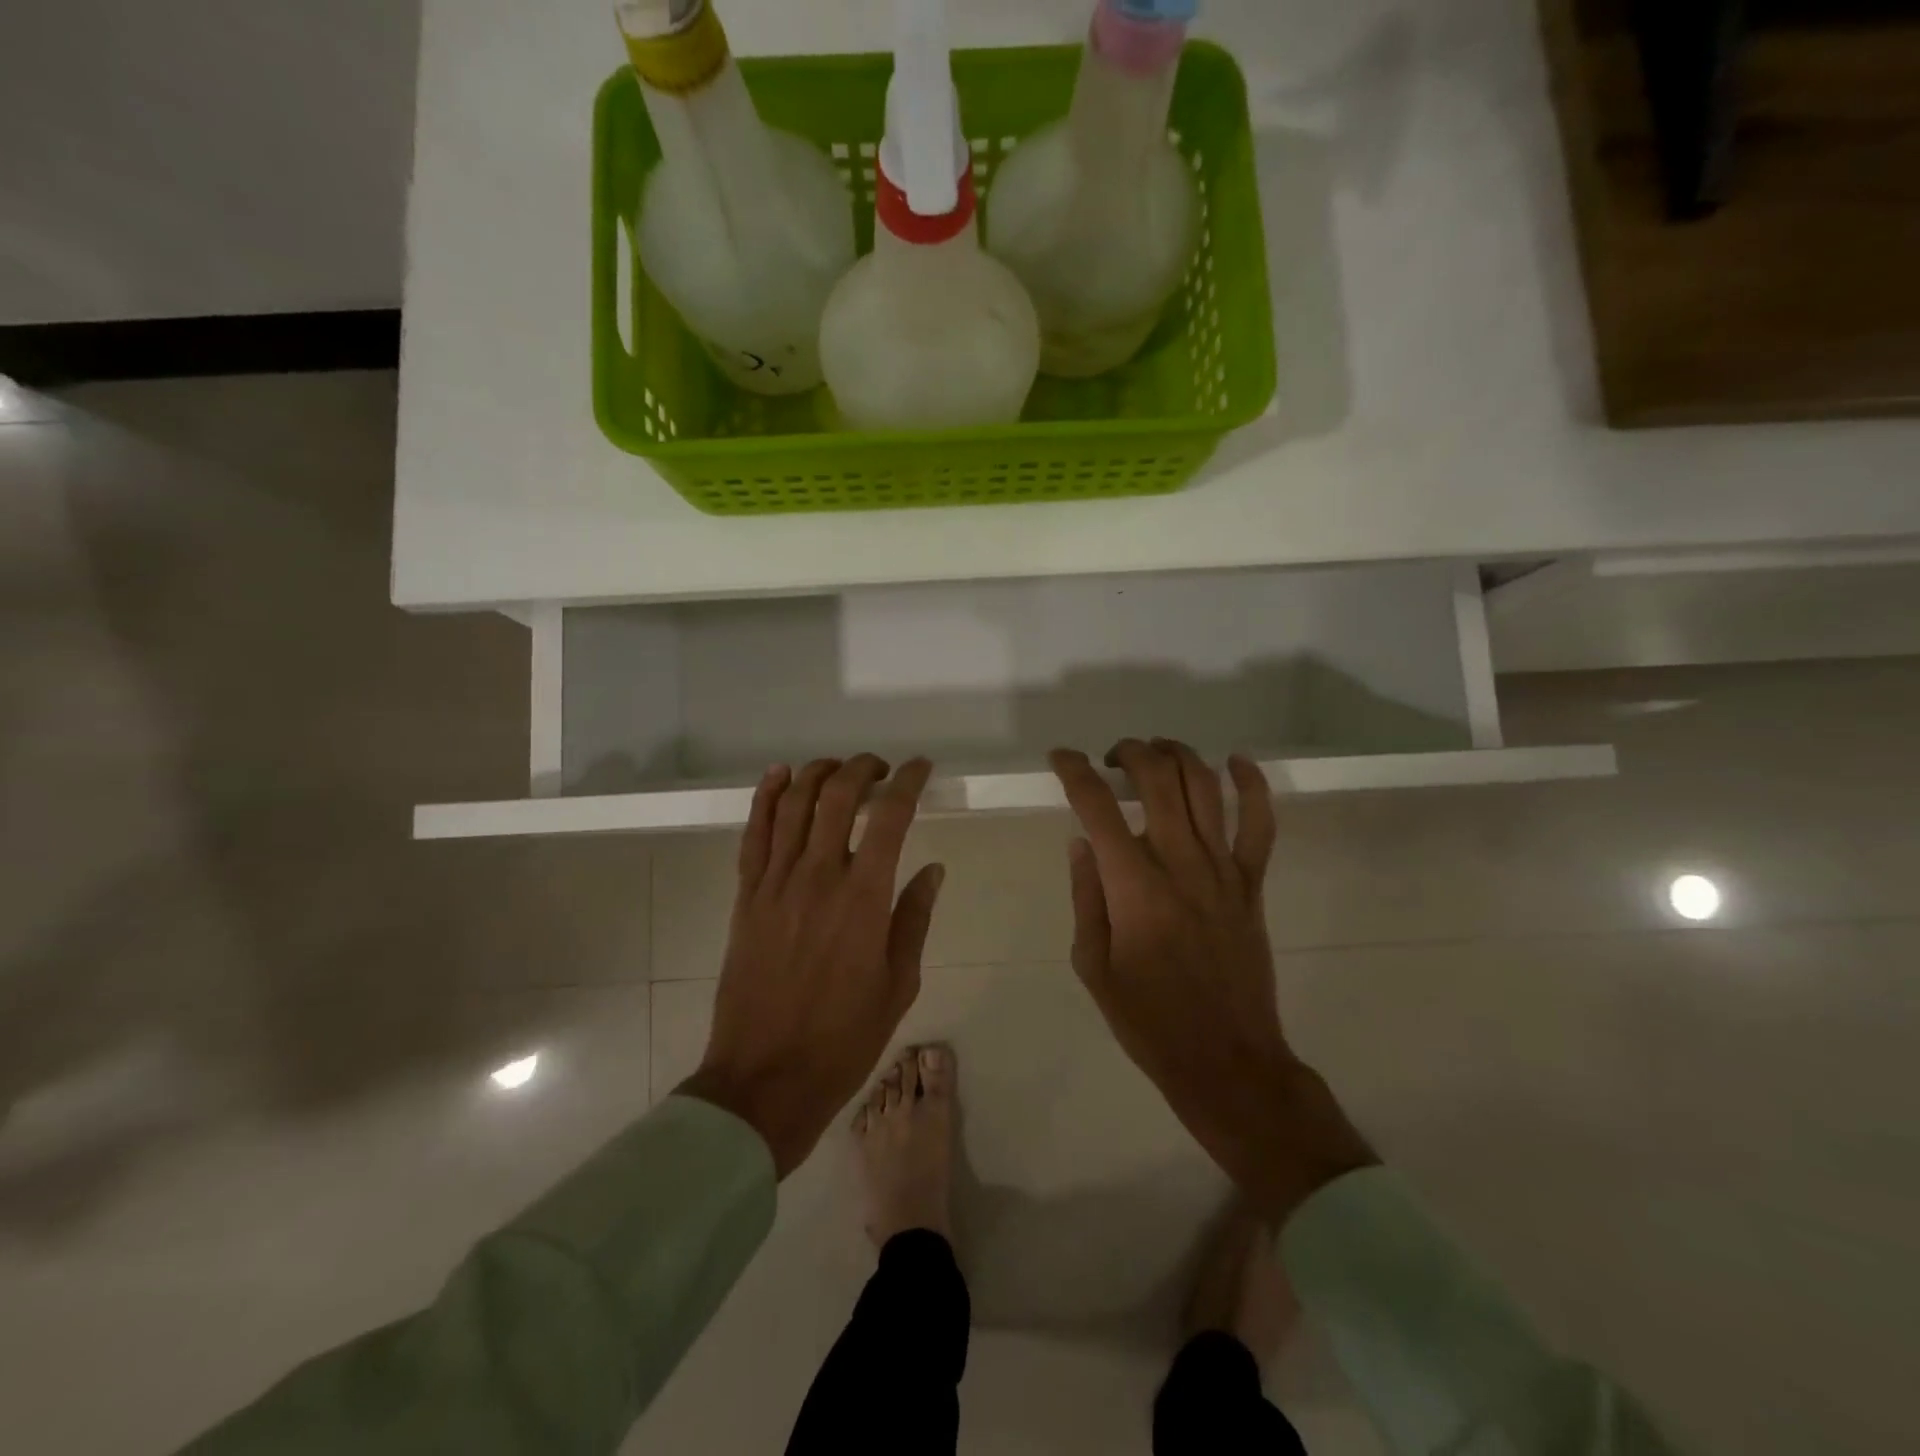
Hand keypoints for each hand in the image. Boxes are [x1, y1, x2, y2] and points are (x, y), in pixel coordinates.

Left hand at [680, 756, 943, 1177]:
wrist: (766, 1077)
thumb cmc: (844, 1038)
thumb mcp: (898, 983)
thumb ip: (914, 918)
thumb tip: (932, 869)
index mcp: (864, 898)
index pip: (890, 817)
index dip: (907, 781)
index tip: (919, 768)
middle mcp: (819, 876)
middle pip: (837, 796)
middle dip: (863, 768)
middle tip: (880, 769)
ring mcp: (776, 883)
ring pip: (794, 804)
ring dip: (818, 773)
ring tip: (838, 769)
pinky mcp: (746, 896)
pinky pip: (754, 833)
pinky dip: (766, 797)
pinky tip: (779, 776)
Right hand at [1051, 740, 1376, 1223]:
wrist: (1225, 1059)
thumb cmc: (1148, 1019)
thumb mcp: (1092, 964)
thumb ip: (1086, 896)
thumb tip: (1082, 842)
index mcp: (1133, 887)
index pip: (1097, 807)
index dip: (1074, 771)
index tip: (1061, 757)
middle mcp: (1180, 864)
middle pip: (1158, 779)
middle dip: (1130, 752)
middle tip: (1110, 759)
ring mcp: (1223, 871)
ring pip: (1205, 787)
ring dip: (1177, 755)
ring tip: (1155, 753)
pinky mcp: (1252, 884)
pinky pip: (1260, 823)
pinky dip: (1251, 785)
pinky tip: (1236, 762)